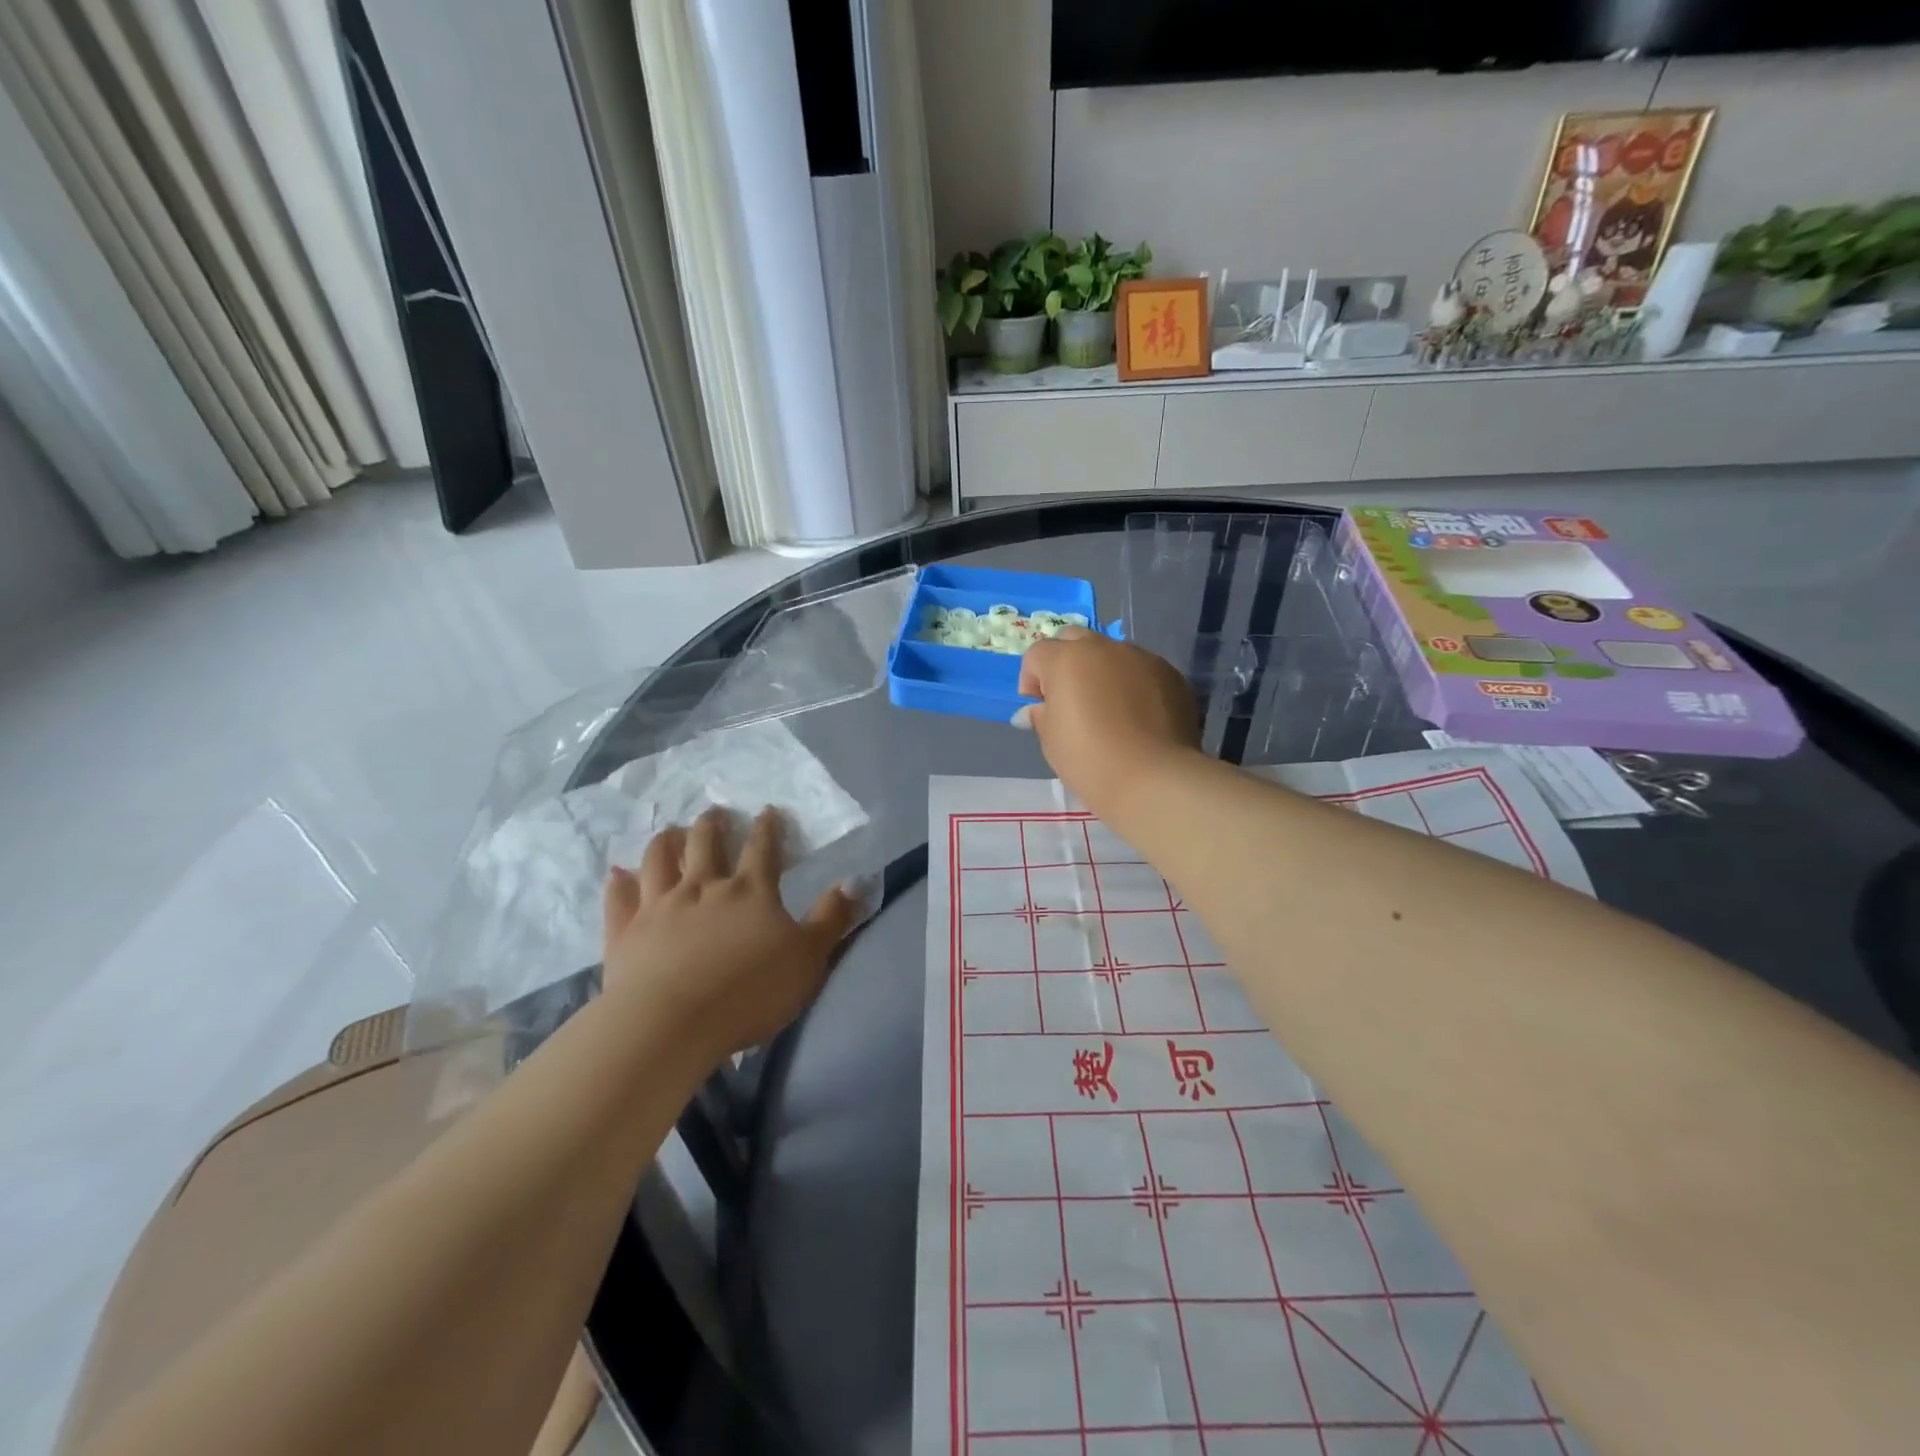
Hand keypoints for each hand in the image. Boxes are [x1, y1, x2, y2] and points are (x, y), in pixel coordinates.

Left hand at [601, 807, 857, 1066]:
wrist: (671, 1023)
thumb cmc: (749, 992)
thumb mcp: (808, 958)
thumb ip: (832, 918)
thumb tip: (853, 880)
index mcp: (750, 891)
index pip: (762, 849)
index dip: (767, 828)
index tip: (768, 811)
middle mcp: (703, 887)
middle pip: (706, 844)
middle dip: (713, 824)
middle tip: (715, 812)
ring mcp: (659, 906)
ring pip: (660, 860)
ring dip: (667, 841)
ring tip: (672, 831)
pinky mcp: (625, 932)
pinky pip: (620, 898)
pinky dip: (619, 882)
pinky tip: (618, 872)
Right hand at [1017, 629, 1200, 816]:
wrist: (1153, 778)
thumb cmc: (1089, 760)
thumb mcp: (1051, 741)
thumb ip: (1042, 715)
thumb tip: (1040, 709)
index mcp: (1067, 660)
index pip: (1038, 654)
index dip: (1032, 680)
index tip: (1039, 708)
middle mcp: (1104, 648)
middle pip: (1075, 640)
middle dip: (1066, 662)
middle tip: (1070, 699)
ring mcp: (1142, 658)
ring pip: (1112, 654)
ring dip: (1102, 672)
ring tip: (1109, 710)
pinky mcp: (1170, 674)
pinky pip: (1142, 671)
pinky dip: (1133, 685)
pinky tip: (1138, 718)